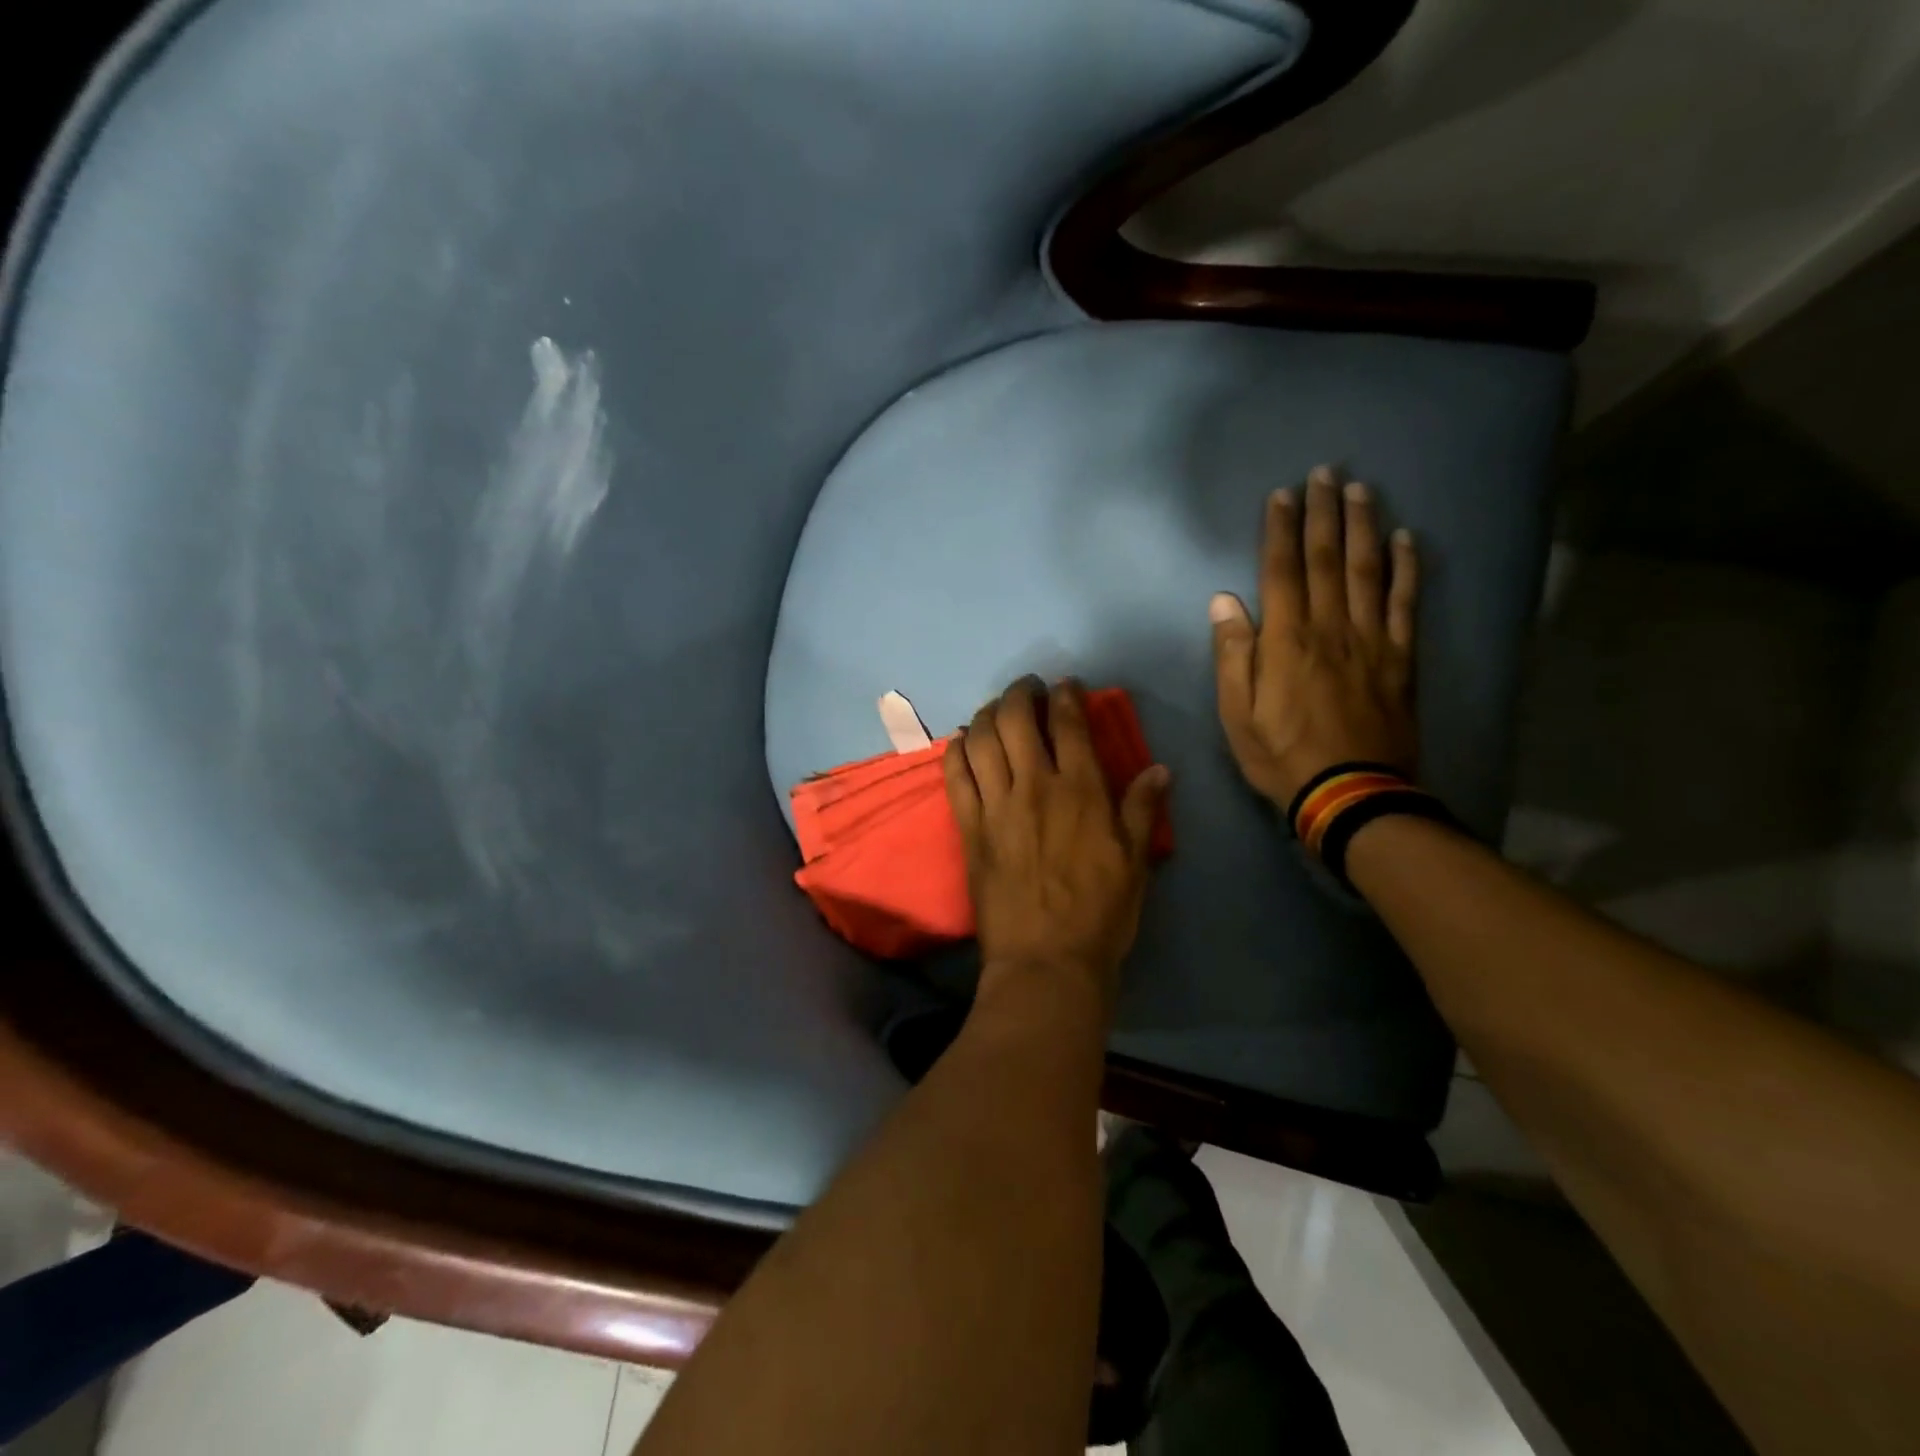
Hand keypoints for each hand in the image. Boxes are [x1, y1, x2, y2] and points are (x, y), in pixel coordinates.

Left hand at [944, 679, 1169, 1010]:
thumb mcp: (1136, 862)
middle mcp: (1034, 786)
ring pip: (981, 739)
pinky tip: (963, 741)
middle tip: (1027, 689)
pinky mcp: (969, 828)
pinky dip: (957, 751)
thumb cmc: (1100, 914)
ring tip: (996, 709)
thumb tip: (1159, 768)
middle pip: (1016, 719)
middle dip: (1020, 693)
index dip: (1066, 696)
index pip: (1069, 724)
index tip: (1065, 686)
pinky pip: (955, 776)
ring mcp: (996, 805)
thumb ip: (1143, 810)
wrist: (1046, 961)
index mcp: (1081, 791)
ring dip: (987, 714)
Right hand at [1210, 466, 1419, 810]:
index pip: (1282, 571)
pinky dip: (1407, 568)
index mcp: (1287, 641)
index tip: (1282, 495)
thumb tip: (1224, 601)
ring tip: (1359, 490)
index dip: (1281, 530)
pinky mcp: (1401, 658)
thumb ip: (1233, 655)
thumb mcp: (1237, 715)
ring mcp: (1372, 640)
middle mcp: (1331, 627)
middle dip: (1323, 513)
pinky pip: (1406, 603)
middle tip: (1324, 473)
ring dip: (1364, 526)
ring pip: (1369, 570)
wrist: (1351, 794)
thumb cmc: (1282, 756)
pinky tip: (1407, 540)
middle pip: (1328, 559)